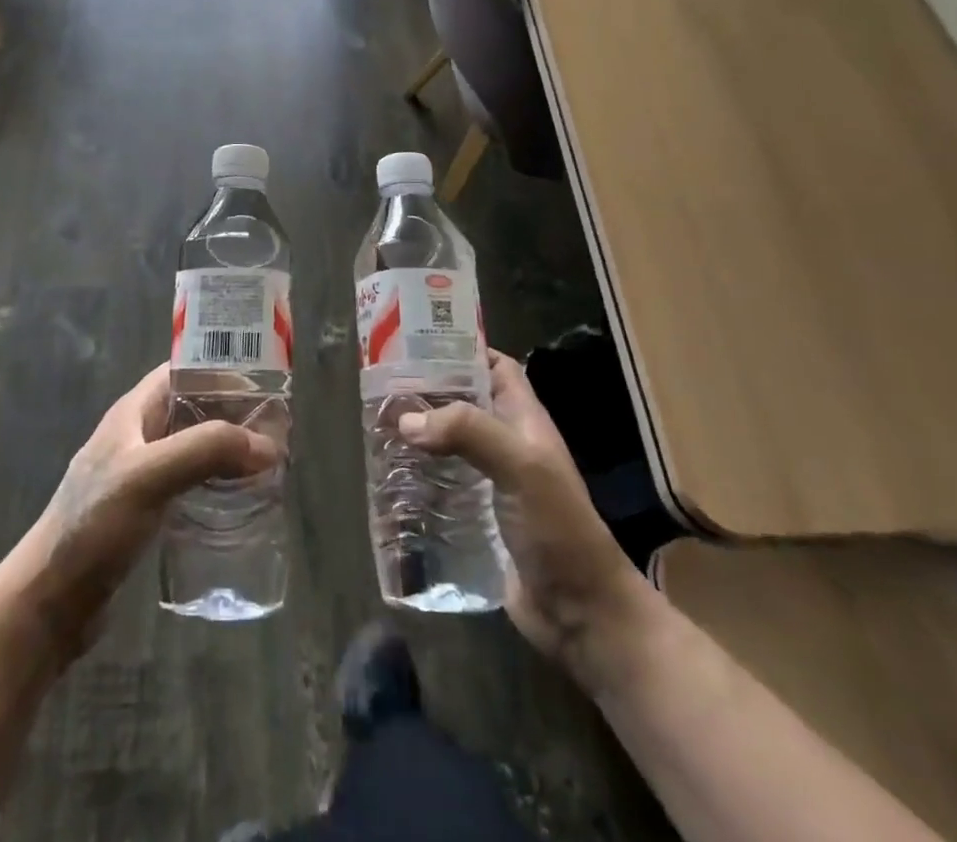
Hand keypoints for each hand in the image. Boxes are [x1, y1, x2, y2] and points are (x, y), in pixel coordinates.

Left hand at [26, 363, 280, 653]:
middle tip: (278, 431)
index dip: (222, 370)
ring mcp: (141, 474)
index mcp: (133, 412)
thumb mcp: (149, 476)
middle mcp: (139, 435)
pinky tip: (241, 500)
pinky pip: (191, 482)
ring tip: (269, 464)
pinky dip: (218, 482)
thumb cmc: (93, 526)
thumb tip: (269, 446)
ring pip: (195, 447)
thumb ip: (206, 450)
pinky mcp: (146, 511)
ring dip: (229, 450)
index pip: (184, 371)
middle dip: (234, 414)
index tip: (266, 384)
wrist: (49, 602)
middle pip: (195, 408)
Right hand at [397, 351, 647, 687]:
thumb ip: (469, 432)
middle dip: (429, 392)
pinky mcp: (476, 517)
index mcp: (525, 421)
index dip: (465, 350)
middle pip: (465, 403)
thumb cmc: (558, 528)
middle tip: (383, 385)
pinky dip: (418, 476)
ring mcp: (492, 483)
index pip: (497, 367)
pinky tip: (388, 477)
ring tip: (376, 425)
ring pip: (450, 443)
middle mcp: (507, 444)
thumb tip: (407, 419)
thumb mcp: (521, 466)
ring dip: (419, 434)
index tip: (419, 342)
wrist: (580, 613)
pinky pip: (442, 484)